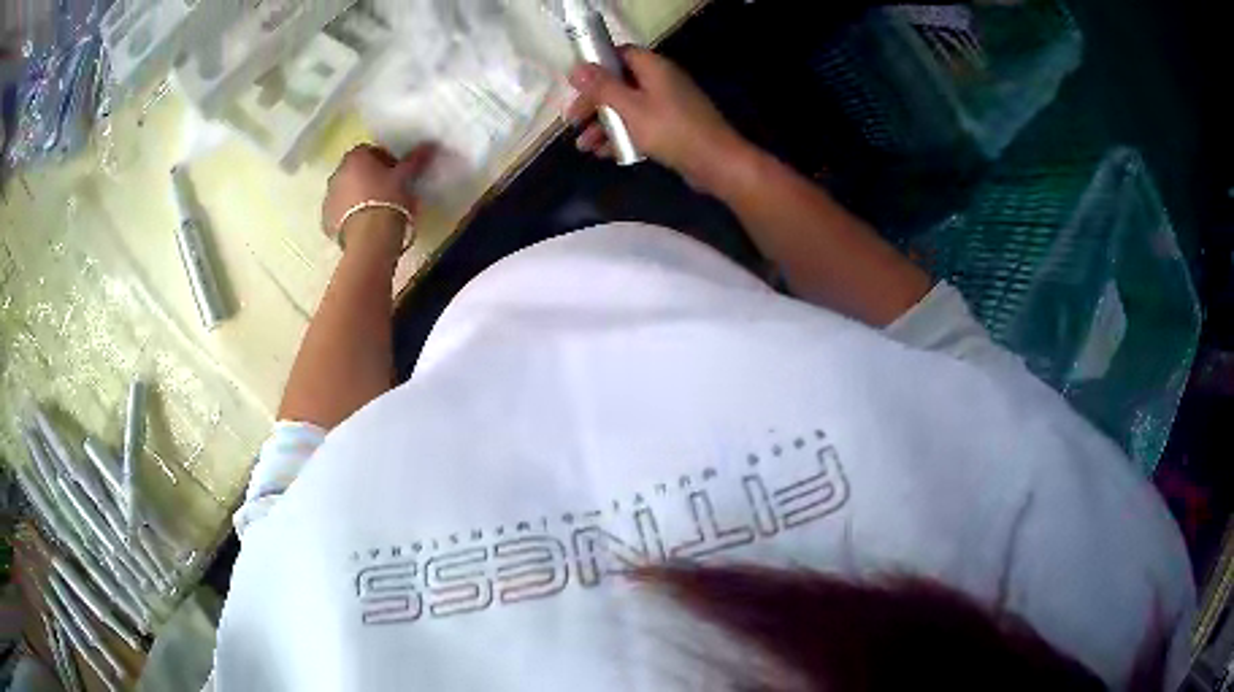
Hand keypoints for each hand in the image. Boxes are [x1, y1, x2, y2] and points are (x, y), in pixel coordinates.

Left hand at [323, 144, 434, 253]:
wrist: (370, 238)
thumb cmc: (388, 200)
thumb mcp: (405, 178)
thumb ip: (415, 160)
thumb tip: (429, 146)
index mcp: (355, 158)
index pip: (369, 151)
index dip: (383, 159)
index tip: (395, 172)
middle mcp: (337, 174)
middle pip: (354, 171)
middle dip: (368, 177)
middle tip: (386, 190)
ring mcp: (328, 198)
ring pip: (345, 192)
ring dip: (357, 196)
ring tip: (376, 210)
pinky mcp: (326, 221)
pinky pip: (339, 213)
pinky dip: (349, 215)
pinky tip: (364, 225)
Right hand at [566, 48, 750, 193]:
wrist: (715, 162)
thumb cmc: (670, 130)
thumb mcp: (630, 107)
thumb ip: (602, 87)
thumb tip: (576, 68)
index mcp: (654, 68)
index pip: (620, 54)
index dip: (596, 66)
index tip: (576, 84)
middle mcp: (661, 81)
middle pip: (620, 83)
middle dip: (594, 103)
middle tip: (573, 122)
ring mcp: (668, 105)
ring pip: (627, 108)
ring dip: (604, 124)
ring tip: (584, 146)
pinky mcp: (672, 127)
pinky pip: (640, 125)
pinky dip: (622, 135)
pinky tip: (604, 154)